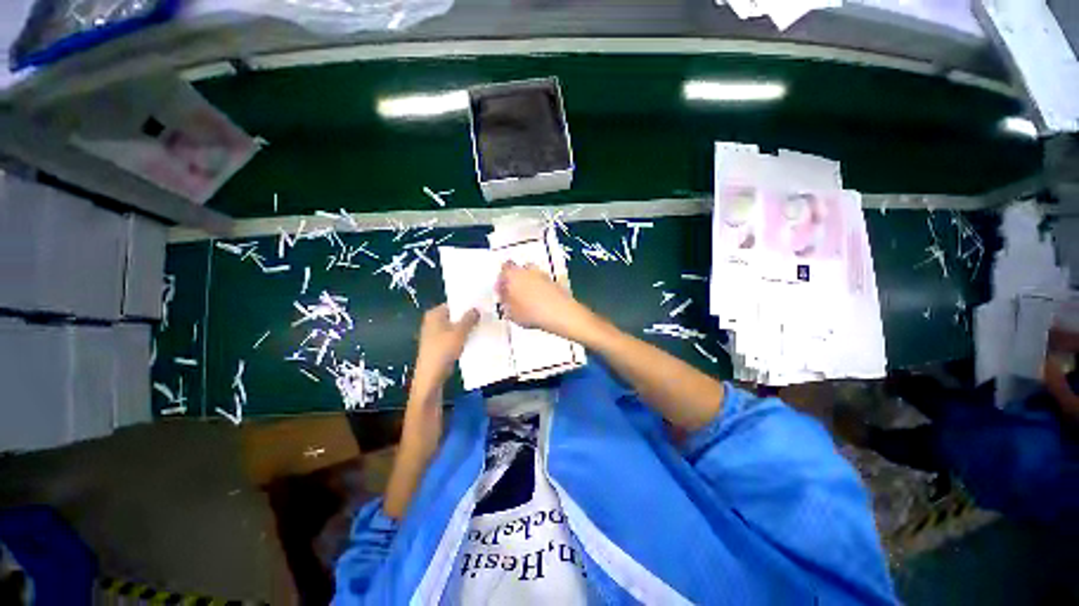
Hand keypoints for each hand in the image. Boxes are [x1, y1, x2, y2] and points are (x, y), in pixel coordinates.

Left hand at [412, 304, 479, 389]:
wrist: (431, 376)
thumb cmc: (443, 349)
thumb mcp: (460, 331)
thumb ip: (469, 318)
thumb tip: (476, 309)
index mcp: (434, 314)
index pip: (453, 303)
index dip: (467, 304)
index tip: (481, 305)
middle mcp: (432, 321)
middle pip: (454, 315)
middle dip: (468, 316)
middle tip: (485, 315)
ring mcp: (434, 334)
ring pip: (454, 327)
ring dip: (466, 328)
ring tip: (482, 326)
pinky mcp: (438, 346)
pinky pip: (453, 337)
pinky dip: (462, 337)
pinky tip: (474, 339)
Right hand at [496, 261, 594, 340]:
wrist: (561, 313)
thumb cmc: (531, 313)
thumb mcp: (511, 313)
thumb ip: (505, 305)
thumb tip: (505, 301)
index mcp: (513, 274)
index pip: (503, 270)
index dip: (501, 281)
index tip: (501, 292)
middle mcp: (528, 270)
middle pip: (518, 271)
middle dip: (515, 280)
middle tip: (513, 295)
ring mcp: (543, 274)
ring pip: (530, 275)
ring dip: (527, 284)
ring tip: (526, 300)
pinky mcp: (554, 282)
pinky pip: (541, 282)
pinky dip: (538, 289)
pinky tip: (538, 303)